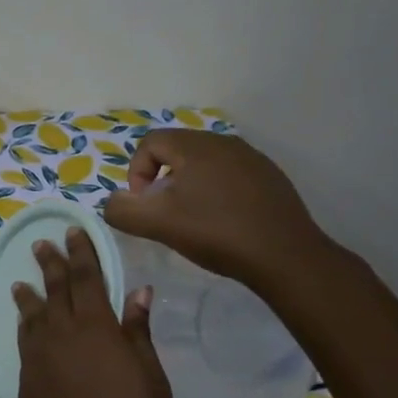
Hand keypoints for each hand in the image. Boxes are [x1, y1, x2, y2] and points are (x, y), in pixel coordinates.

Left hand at [12, 228, 171, 397]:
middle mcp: (61, 335)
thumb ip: (138, 335)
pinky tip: (26, 321)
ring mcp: (39, 359)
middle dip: (50, 264)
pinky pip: (25, 340)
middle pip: (54, 290)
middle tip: (43, 242)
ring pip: (33, 315)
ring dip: (30, 294)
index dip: (81, 253)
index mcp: (97, 330)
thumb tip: (138, 293)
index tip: (74, 231)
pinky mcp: (27, 382)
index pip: (87, 279)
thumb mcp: (151, 383)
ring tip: (24, 280)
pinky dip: (25, 324)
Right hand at [102, 129, 331, 290]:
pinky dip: (216, 192)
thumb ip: (122, 211)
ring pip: (204, 163)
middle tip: (165, 213)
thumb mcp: (158, 224)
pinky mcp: (269, 177)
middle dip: (162, 179)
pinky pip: (230, 175)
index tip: (145, 205)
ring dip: (189, 186)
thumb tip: (113, 202)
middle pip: (177, 150)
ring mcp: (251, 158)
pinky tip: (223, 221)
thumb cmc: (216, 233)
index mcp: (195, 146)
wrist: (284, 256)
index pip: (149, 143)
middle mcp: (224, 142)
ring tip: (193, 219)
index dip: (136, 173)